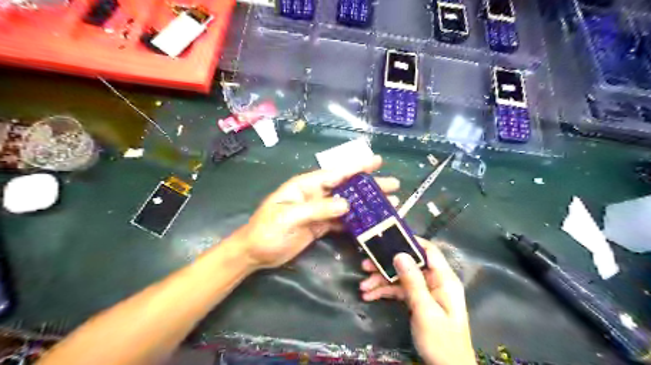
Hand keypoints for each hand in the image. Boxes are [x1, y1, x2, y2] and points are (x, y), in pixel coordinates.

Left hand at [233, 153, 396, 270]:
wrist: (255, 253)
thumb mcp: (288, 217)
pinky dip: (356, 222)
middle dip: (369, 185)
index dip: (356, 168)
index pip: (335, 174)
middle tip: (393, 185)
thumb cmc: (266, 231)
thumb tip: (346, 204)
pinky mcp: (320, 226)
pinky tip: (370, 223)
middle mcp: (315, 195)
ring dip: (366, 205)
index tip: (376, 162)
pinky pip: (342, 222)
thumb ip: (317, 209)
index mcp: (305, 186)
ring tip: (389, 204)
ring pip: (347, 205)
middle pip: (346, 187)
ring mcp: (319, 211)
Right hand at [358, 238, 476, 364]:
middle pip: (409, 265)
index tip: (388, 239)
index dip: (410, 242)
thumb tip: (399, 254)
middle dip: (386, 265)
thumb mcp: (425, 310)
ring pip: (401, 278)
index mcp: (444, 279)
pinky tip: (369, 296)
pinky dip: (385, 293)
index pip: (428, 251)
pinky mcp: (417, 301)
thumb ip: (413, 282)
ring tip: (362, 287)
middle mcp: (434, 281)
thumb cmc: (441, 341)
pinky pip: (399, 291)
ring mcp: (425, 291)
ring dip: (381, 281)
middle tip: (365, 265)